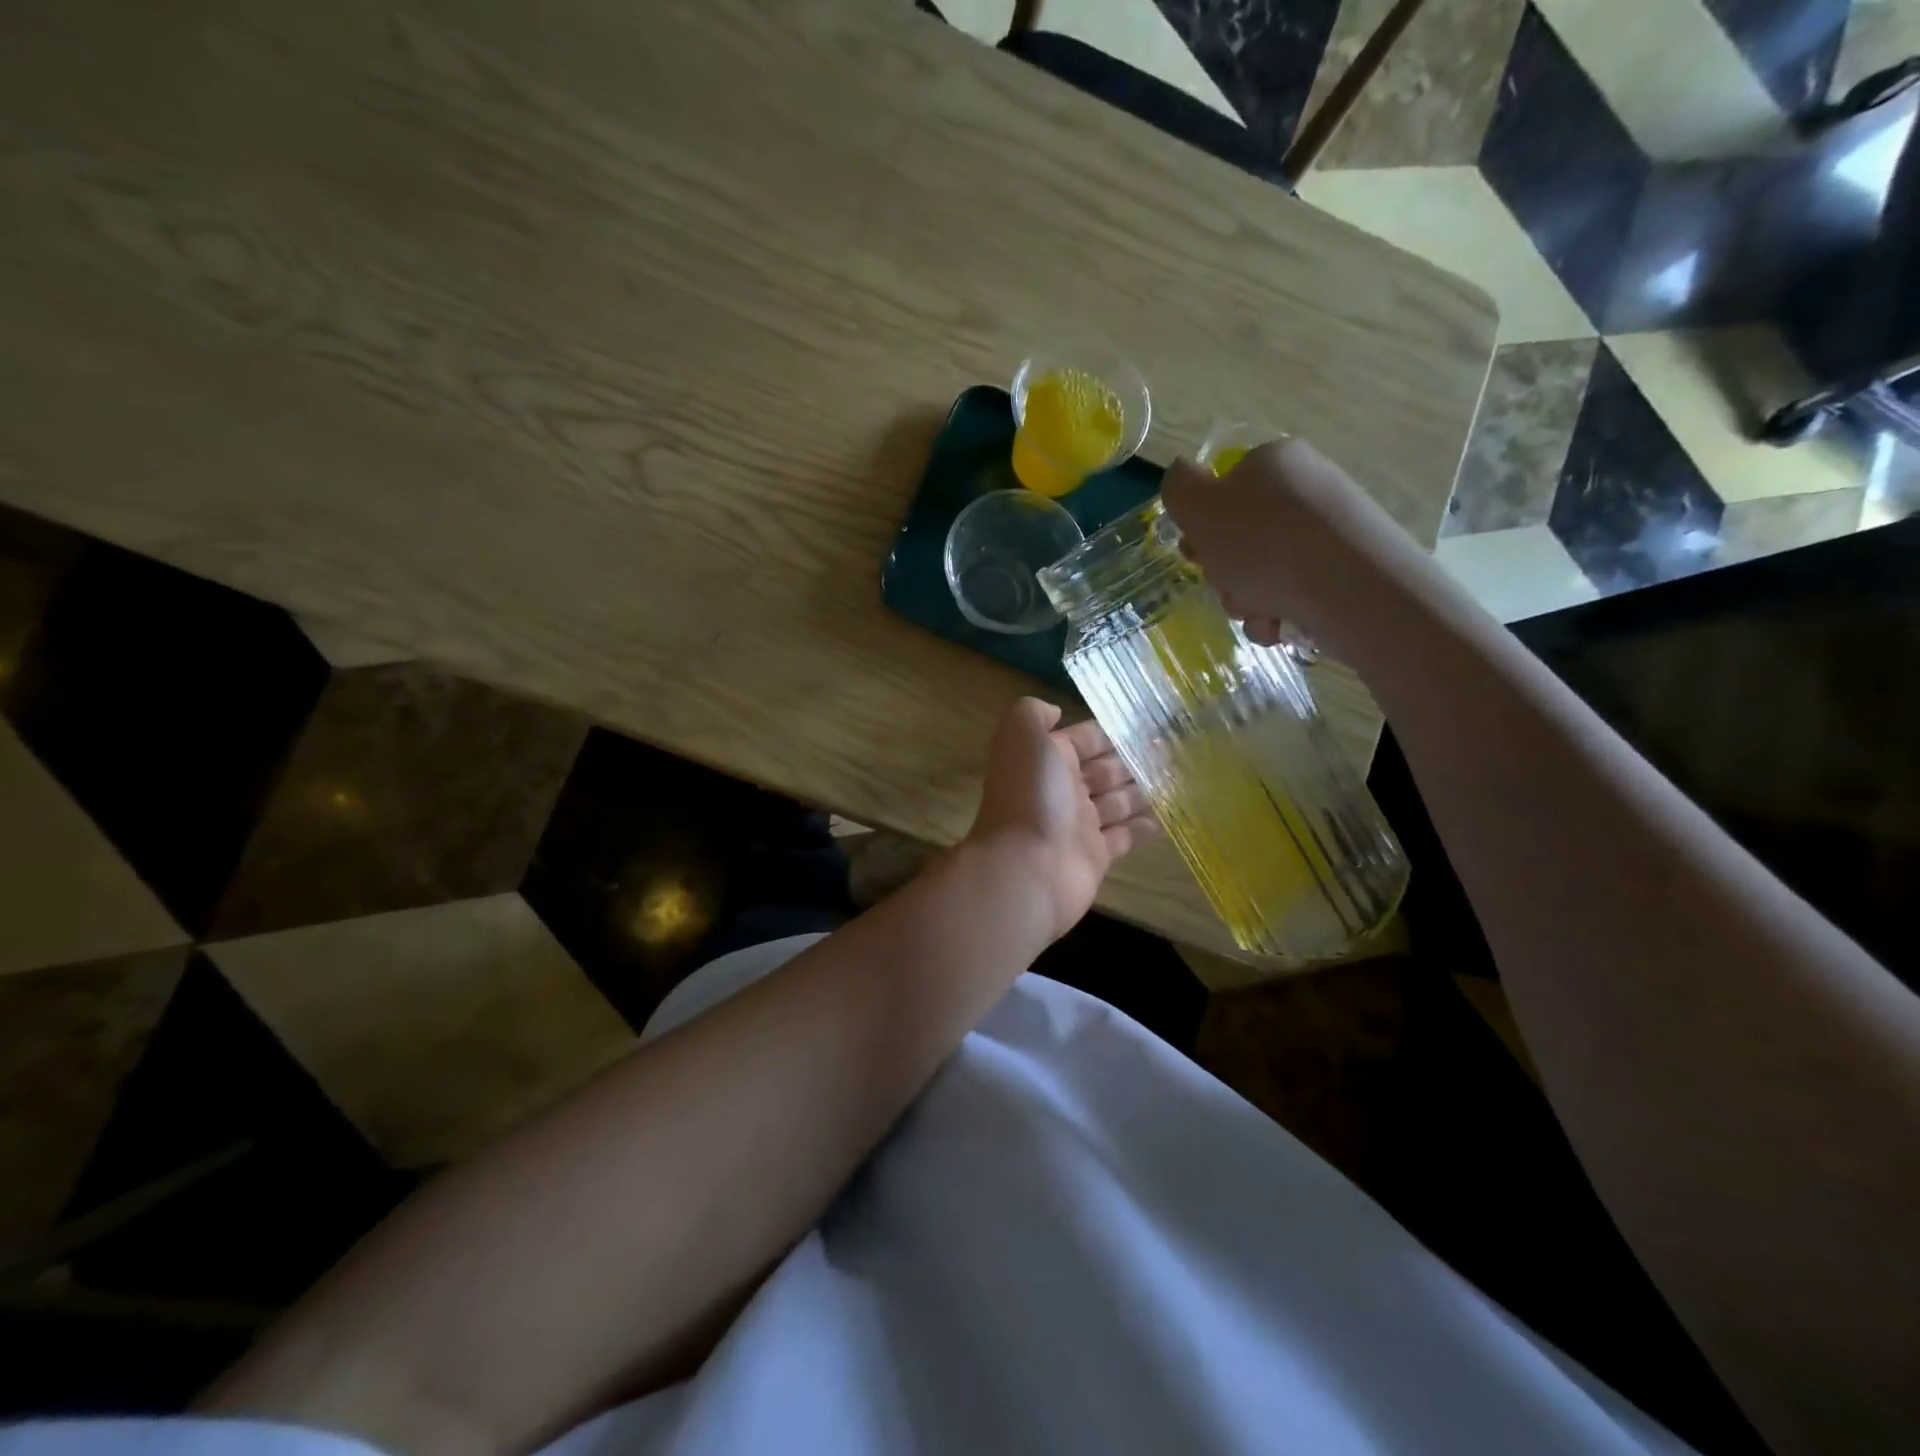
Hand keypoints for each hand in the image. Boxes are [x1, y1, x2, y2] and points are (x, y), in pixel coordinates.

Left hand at [964, 697, 1155, 941]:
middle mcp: (1062, 790)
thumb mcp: (1024, 739)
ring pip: (1116, 802)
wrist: (1027, 869)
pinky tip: (1168, 815)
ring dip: (1142, 790)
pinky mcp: (1096, 856)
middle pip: (1103, 770)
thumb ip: (1033, 714)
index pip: (1082, 740)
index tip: (1147, 723)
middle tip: (1172, 751)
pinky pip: (1124, 836)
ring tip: (1179, 777)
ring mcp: (1079, 825)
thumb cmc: (1031, 798)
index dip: (1109, 732)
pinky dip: (1142, 826)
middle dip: (1132, 760)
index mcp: (1046, 761)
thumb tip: (1055, 711)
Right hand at [1160, 438, 1441, 662]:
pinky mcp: (1347, 569)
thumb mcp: (1200, 508)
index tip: (1196, 553)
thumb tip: (1183, 477)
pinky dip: (1278, 613)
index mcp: (1274, 462)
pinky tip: (1281, 624)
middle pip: (1240, 536)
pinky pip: (1294, 593)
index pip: (1222, 489)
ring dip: (1246, 599)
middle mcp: (1305, 488)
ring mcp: (1330, 530)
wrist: (1355, 591)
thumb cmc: (1265, 545)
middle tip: (1227, 584)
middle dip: (1224, 571)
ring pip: (1263, 571)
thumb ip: (1179, 487)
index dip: (1200, 526)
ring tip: (1259, 611)